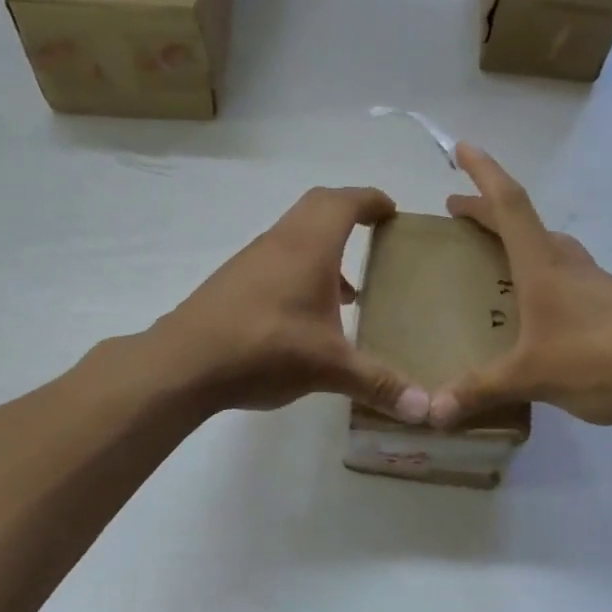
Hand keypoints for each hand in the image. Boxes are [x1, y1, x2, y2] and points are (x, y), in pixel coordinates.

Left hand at [156, 186, 429, 419]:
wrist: (184, 363)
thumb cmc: (265, 349)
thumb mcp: (329, 368)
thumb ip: (379, 384)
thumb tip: (427, 411)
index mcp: (309, 246)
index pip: (345, 202)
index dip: (371, 200)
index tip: (392, 211)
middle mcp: (280, 241)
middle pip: (318, 206)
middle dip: (349, 213)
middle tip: (375, 235)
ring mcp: (252, 260)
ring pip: (295, 234)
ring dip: (324, 248)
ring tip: (348, 290)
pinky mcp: (233, 282)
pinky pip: (277, 259)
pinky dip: (301, 270)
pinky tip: (307, 317)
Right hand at [430, 145, 611, 428]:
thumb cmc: (600, 359)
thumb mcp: (531, 376)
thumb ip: (480, 390)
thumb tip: (433, 413)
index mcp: (543, 267)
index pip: (510, 205)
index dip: (484, 174)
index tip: (462, 148)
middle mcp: (567, 264)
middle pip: (524, 222)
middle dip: (487, 211)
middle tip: (457, 212)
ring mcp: (594, 283)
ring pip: (549, 247)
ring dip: (517, 240)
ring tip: (494, 255)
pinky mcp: (611, 305)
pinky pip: (566, 275)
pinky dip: (541, 272)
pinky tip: (538, 307)